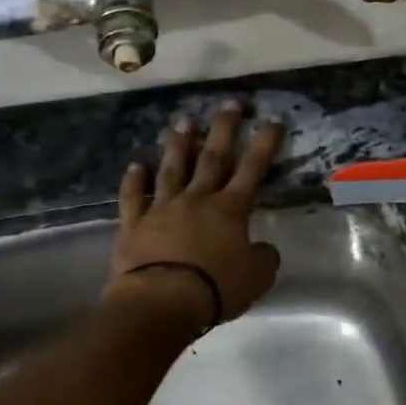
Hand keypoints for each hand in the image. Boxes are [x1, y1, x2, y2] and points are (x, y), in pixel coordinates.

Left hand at [107, 103, 283, 324]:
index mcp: (230, 209)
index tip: (272, 119)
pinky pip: (133, 197)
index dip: (264, 143)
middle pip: (212, 157)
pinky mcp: (134, 224)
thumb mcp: (257, 277)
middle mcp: (197, 199)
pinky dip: (133, 180)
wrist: (161, 301)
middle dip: (223, 129)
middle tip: (229, 103)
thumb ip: (264, 257)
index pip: (253, 168)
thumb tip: (263, 248)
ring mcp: (163, 208)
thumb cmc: (215, 287)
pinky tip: (135, 164)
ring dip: (179, 144)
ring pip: (172, 169)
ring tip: (184, 121)